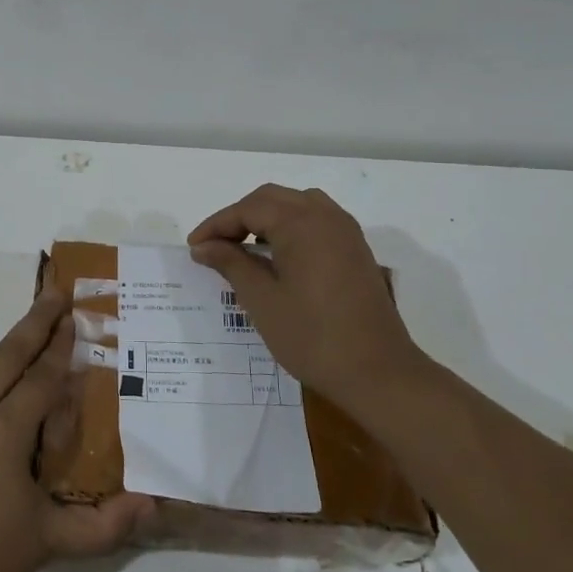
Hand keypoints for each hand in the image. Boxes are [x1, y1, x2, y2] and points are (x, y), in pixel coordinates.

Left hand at [0, 290, 152, 571]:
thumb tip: (152, 507)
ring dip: (8, 354)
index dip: (62, 346)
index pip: (41, 376)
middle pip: (8, 354)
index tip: (75, 313)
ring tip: (31, 347)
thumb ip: (102, 525)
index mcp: (3, 428)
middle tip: (56, 291)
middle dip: (35, 321)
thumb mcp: (46, 543)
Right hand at [188, 184, 425, 414]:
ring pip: (298, 205)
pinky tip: (279, 257)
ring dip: (267, 218)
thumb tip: (204, 246)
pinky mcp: (356, 251)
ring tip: (245, 246)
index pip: (248, 209)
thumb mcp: (262, 300)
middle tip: (214, 245)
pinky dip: (291, 228)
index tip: (193, 247)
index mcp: (301, 223)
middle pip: (273, 199)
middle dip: (239, 217)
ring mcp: (346, 232)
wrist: (379, 372)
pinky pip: (317, 221)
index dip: (217, 225)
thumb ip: (231, 264)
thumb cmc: (312, 337)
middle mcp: (326, 216)